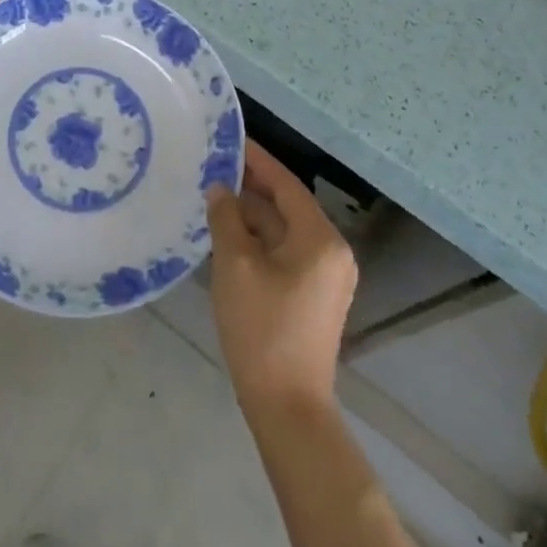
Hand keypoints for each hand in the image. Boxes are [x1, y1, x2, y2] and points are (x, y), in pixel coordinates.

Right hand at [205, 141, 356, 414]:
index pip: (286, 184)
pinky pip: (287, 252)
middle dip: (253, 186)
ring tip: (215, 195)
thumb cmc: (261, 329)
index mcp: (320, 238)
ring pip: (286, 230)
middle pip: (288, 205)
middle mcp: (332, 251)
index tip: (231, 139)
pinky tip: (231, 234)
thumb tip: (220, 189)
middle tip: (215, 165)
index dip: (257, 160)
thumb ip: (226, 219)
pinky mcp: (315, 296)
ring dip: (254, 214)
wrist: (287, 407)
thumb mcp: (235, 266)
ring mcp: (327, 276)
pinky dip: (261, 239)